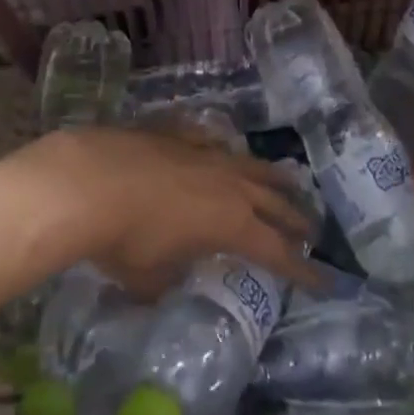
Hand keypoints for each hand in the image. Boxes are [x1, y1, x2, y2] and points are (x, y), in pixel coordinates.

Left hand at [17, 126, 321, 299]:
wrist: (89, 181)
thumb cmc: (124, 240)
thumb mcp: (150, 278)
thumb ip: (170, 280)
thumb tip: (170, 279)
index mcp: (232, 224)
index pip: (278, 252)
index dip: (303, 269)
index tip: (325, 280)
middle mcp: (228, 184)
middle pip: (274, 202)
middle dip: (296, 219)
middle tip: (312, 231)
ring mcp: (204, 153)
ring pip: (250, 164)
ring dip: (272, 177)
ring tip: (286, 182)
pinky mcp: (177, 133)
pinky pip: (210, 139)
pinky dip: (222, 149)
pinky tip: (220, 148)